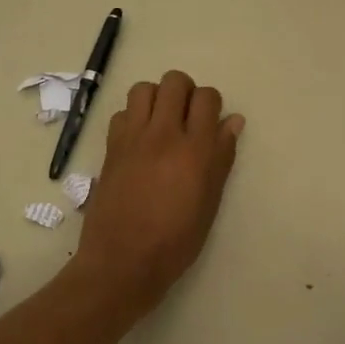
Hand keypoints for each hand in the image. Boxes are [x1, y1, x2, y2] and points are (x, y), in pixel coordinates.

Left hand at [71, 70, 244, 315]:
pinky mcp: (111, 148)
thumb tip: (233, 121)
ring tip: (161, 123)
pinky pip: (122, 113)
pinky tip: (139, 141)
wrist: (123, 261)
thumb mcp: (210, 202)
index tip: (211, 122)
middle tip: (187, 118)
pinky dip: (133, 118)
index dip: (212, 105)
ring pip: (144, 88)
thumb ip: (222, 157)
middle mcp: (164, 134)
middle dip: (185, 92)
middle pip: (175, 82)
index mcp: (196, 150)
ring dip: (156, 98)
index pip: (207, 98)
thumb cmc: (176, 241)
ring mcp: (133, 138)